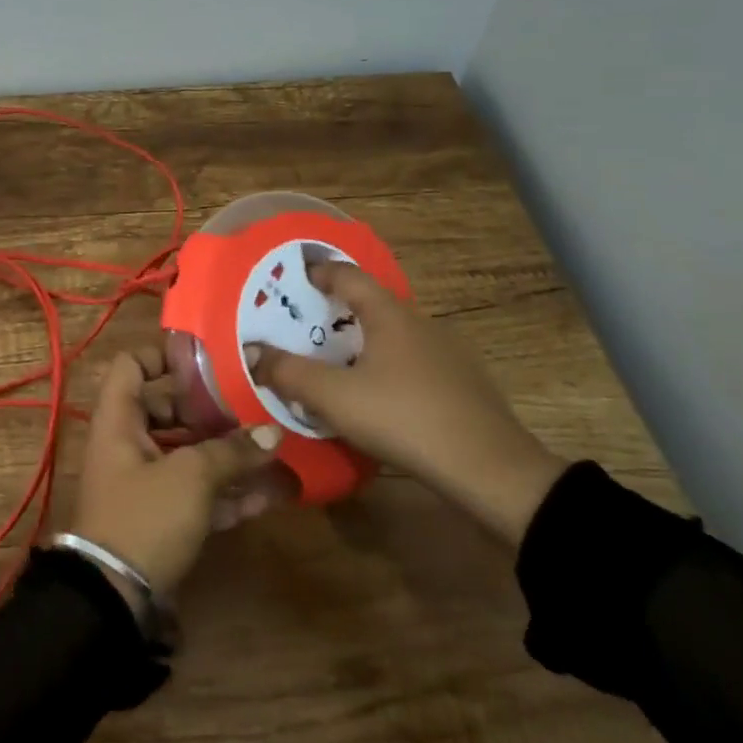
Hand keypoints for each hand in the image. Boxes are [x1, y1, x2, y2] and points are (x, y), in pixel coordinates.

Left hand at [70, 347, 284, 597]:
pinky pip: (197, 492)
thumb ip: (232, 452)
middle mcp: (128, 443)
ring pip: (189, 453)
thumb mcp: (190, 477)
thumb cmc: (144, 516)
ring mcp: (145, 481)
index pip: (131, 365)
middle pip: (169, 409)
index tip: (206, 359)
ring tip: (274, 449)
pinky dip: (228, 491)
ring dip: (228, 453)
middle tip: (253, 404)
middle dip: (212, 409)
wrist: (113, 600)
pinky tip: (271, 494)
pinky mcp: (162, 517)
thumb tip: (273, 434)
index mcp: (119, 419)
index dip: (163, 355)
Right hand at [247, 263, 565, 545]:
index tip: (295, 277)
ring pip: (393, 335)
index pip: (349, 275)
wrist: (491, 471)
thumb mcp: (335, 397)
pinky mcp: (462, 384)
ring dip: (362, 341)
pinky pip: (412, 361)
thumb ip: (289, 373)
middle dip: (336, 310)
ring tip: (334, 363)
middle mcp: (420, 323)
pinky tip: (377, 396)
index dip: (320, 271)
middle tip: (304, 325)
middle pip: (371, 304)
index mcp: (390, 314)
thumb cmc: (405, 419)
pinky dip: (386, 365)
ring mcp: (447, 353)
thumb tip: (252, 353)